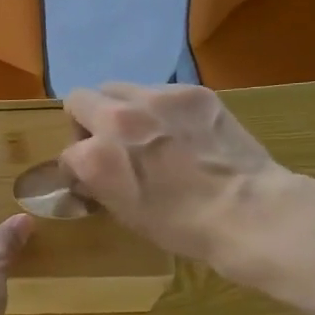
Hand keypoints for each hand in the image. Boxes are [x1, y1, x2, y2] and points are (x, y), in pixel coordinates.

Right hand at [62, 84, 290, 275]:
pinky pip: (158, 91)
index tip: (92, 179)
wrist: (247, 211)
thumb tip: (87, 172)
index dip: (77, 169)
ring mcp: (156, 98)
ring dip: (121, 109)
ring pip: (118, 88)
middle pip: (80, 99)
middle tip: (110, 145)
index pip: (68, 153)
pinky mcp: (191, 91)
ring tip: (147, 135)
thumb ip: (97, 183)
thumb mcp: (124, 213)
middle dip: (87, 122)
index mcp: (96, 156)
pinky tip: (180, 133)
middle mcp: (118, 117)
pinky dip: (159, 109)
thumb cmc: (181, 226)